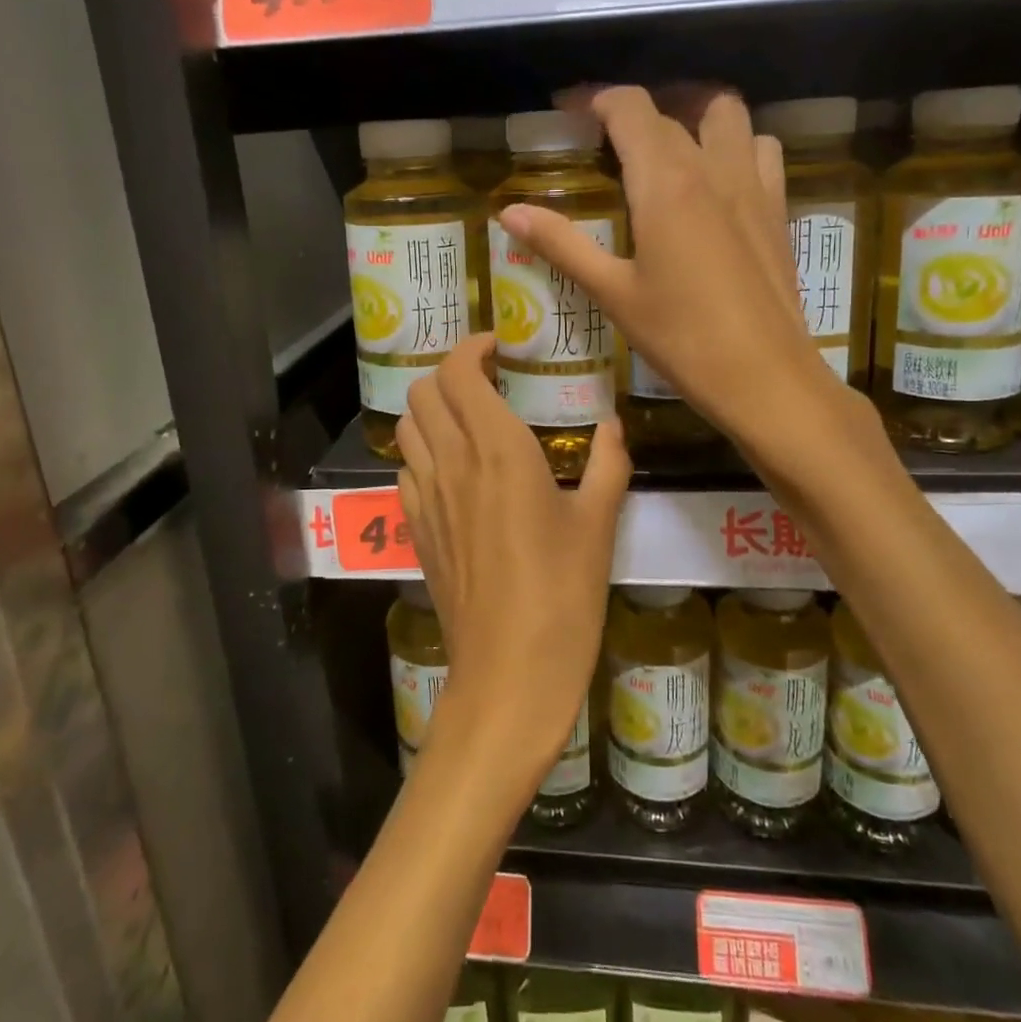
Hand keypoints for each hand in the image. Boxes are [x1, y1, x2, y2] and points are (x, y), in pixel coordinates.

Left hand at [396, 336, 630, 774]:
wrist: (510, 673)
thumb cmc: (563, 596)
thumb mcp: (599, 525)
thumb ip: (607, 464)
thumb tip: (614, 425)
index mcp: (499, 450)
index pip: (460, 372)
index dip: (472, 348)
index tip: (499, 348)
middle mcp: (453, 463)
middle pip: (423, 390)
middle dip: (449, 371)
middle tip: (488, 379)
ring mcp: (427, 497)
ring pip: (408, 426)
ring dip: (431, 408)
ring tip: (468, 417)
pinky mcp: (416, 530)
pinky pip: (406, 469)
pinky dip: (423, 451)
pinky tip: (455, 470)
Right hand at [498, 85, 850, 464]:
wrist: (764, 376)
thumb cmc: (681, 337)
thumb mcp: (613, 292)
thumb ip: (561, 244)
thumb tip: (509, 213)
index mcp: (665, 181)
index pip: (630, 109)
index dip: (597, 100)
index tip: (571, 114)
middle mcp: (712, 168)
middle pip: (673, 111)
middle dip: (636, 114)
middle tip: (608, 143)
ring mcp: (753, 185)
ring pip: (729, 117)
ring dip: (696, 119)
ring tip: (670, 151)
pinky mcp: (778, 211)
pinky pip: (762, 152)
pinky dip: (738, 148)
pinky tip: (719, 184)